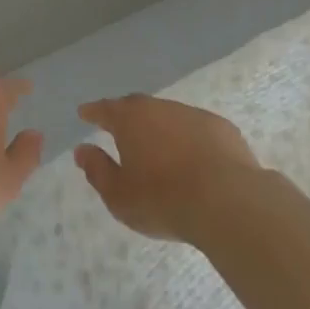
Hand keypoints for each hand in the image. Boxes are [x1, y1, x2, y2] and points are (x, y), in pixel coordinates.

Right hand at [74, 95, 262, 243]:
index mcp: (131, 119)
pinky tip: (192, 159)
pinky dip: (188, 140)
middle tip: (118, 128)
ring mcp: (194, 115)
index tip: (84, 113)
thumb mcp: (118, 195)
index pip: (105, 109)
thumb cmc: (162, 199)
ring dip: (160, 129)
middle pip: (137, 107)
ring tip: (157, 149)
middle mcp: (160, 108)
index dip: (93, 112)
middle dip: (126, 117)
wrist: (227, 200)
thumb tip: (82, 150)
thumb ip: (97, 170)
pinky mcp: (222, 128)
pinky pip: (196, 130)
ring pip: (169, 117)